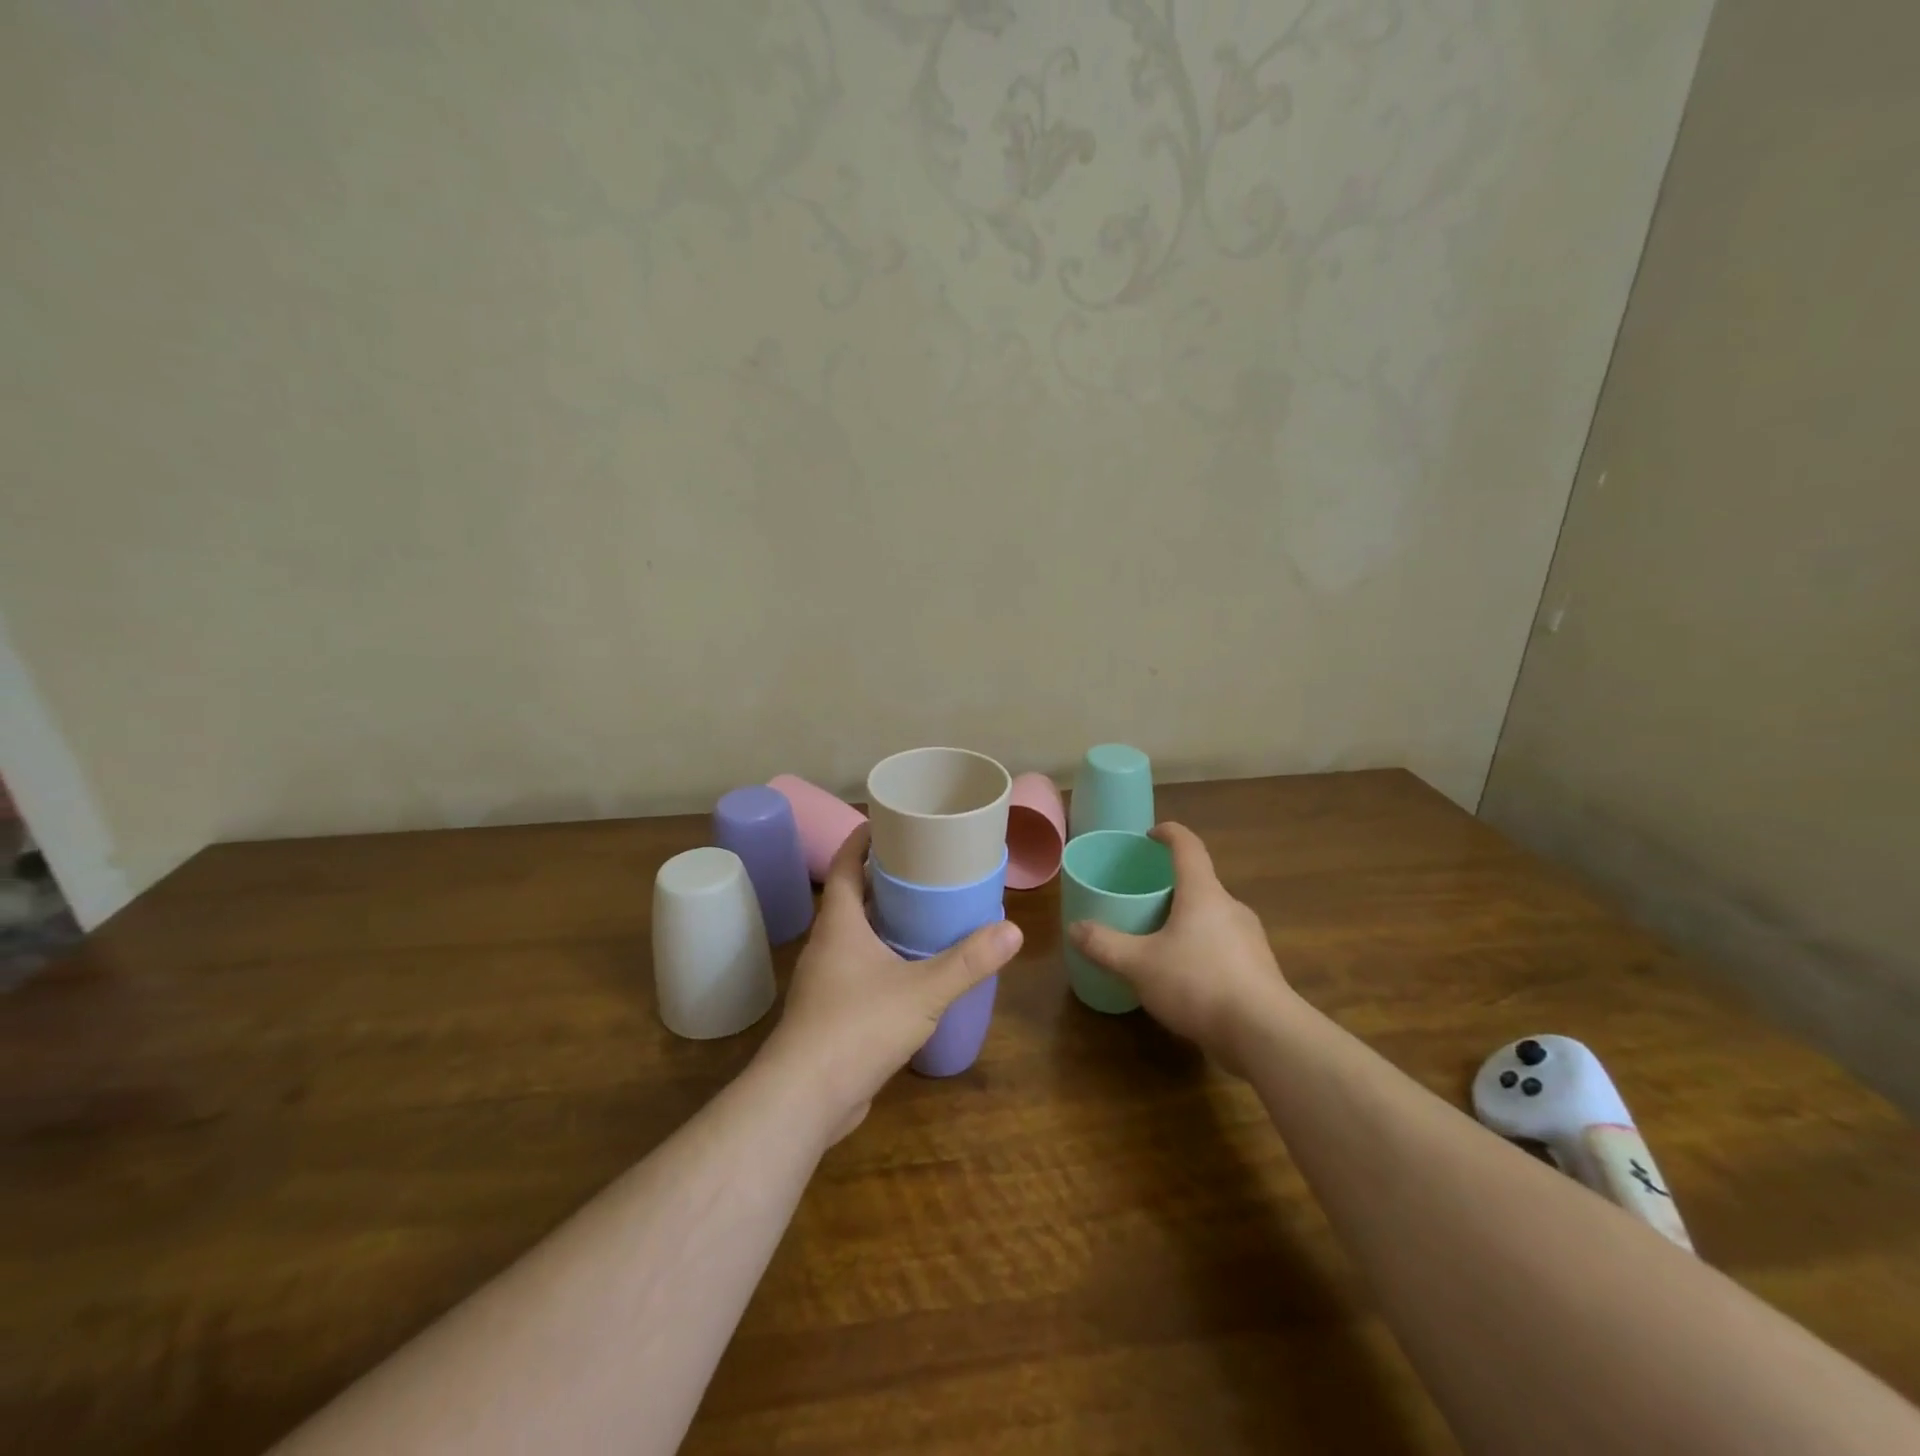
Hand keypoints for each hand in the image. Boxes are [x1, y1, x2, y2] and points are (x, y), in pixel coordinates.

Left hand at [764, 824, 1022, 1139]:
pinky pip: (858, 971)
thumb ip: (968, 962)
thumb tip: (1013, 930)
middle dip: (882, 879)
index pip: (845, 865)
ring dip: (883, 921)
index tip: (889, 822)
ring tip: (925, 914)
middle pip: (851, 897)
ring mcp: (825, 981)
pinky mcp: (831, 1014)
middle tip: (924, 866)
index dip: (862, 840)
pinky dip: (882, 960)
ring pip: (855, 937)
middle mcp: (827, 945)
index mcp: (839, 924)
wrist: (804, 1098)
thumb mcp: (923, 990)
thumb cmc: (858, 1026)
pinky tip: (912, 972)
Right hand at [1067, 822, 1294, 1074]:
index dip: (1169, 834)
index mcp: (1203, 893)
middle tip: (1143, 899)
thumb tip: (1075, 928)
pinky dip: (1202, 950)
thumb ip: (1105, 945)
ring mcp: (1250, 939)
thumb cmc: (1198, 982)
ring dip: (1188, 921)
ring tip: (1160, 940)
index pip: (1188, 847)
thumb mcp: (1139, 964)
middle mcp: (1231, 907)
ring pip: (1213, 918)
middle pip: (1200, 883)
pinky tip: (1185, 978)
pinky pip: (1224, 947)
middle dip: (1172, 887)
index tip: (1150, 835)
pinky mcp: (1259, 970)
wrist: (1264, 1035)